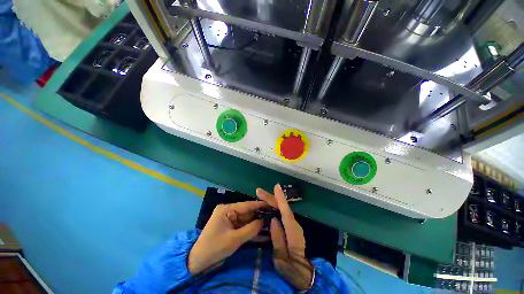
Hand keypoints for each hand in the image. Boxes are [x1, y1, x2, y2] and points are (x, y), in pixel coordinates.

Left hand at [188, 201, 267, 274]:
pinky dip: (251, 230)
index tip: (272, 204)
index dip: (260, 205)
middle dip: (260, 216)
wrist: (198, 261)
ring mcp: (229, 219)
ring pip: (247, 220)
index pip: (247, 205)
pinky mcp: (230, 226)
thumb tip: (265, 221)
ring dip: (257, 224)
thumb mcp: (234, 239)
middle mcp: (229, 211)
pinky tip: (263, 233)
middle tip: (274, 217)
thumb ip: (251, 229)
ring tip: (272, 224)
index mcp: (227, 209)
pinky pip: (243, 226)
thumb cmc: (214, 248)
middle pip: (248, 212)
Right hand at [256, 184, 312, 290]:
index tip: (276, 186)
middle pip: (282, 207)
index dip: (280, 198)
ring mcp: (292, 225)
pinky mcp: (289, 226)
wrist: (299, 273)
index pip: (286, 211)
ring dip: (271, 201)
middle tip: (258, 191)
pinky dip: (274, 206)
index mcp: (292, 231)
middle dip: (271, 198)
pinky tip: (267, 205)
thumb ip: (278, 238)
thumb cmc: (289, 267)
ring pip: (281, 208)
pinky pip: (281, 213)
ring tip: (261, 195)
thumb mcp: (281, 257)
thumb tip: (273, 220)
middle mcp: (293, 224)